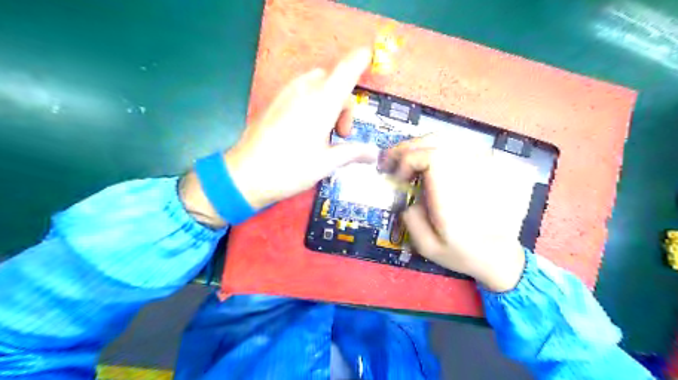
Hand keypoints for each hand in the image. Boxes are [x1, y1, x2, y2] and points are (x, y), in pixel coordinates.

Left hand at [179, 50, 375, 227]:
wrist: (246, 175)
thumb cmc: (290, 169)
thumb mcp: (326, 163)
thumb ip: (353, 153)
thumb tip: (374, 153)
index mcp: (322, 102)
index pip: (347, 70)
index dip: (359, 60)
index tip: (370, 58)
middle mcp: (305, 90)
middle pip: (334, 79)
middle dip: (344, 102)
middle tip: (342, 133)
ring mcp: (287, 93)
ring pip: (317, 83)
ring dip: (328, 101)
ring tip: (324, 133)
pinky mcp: (275, 100)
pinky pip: (302, 90)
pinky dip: (313, 101)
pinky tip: (307, 129)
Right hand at [386, 135, 535, 292]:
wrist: (499, 255)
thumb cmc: (463, 253)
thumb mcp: (427, 246)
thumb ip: (410, 218)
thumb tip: (405, 196)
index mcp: (453, 196)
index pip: (430, 156)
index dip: (408, 160)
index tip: (400, 179)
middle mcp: (468, 175)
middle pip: (436, 141)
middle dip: (408, 148)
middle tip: (392, 160)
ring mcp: (480, 168)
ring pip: (447, 140)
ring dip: (421, 146)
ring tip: (407, 159)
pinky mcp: (485, 168)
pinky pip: (457, 147)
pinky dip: (437, 149)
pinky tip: (428, 162)